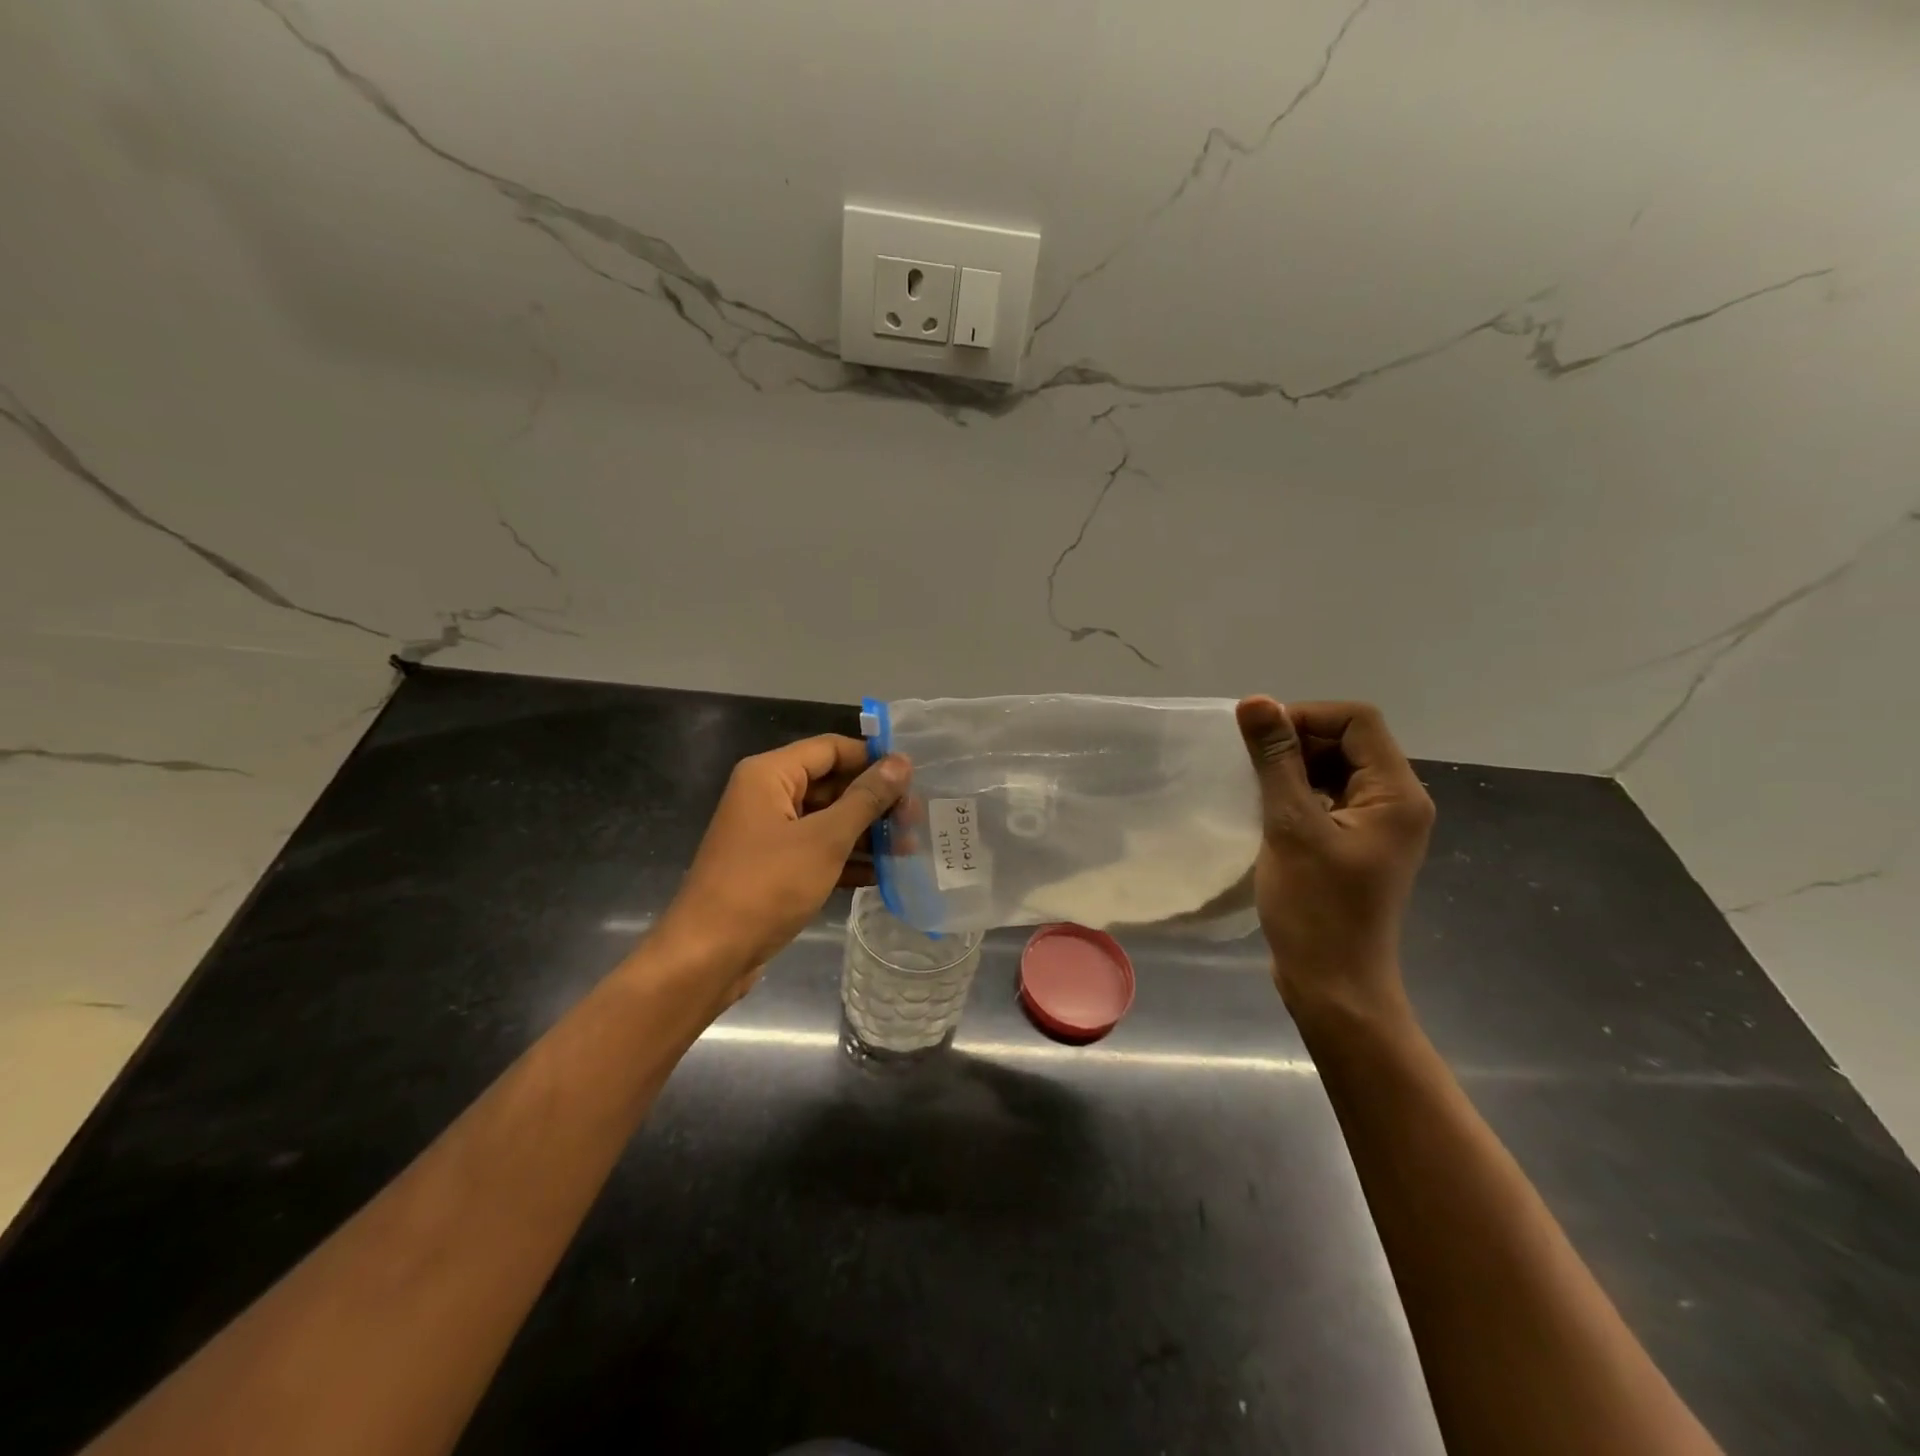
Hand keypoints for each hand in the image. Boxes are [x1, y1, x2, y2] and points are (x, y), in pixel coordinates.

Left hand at [646, 735, 908, 1008]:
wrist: (709, 956)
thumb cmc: (766, 886)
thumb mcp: (825, 839)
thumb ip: (866, 799)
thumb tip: (901, 762)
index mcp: (770, 775)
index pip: (831, 749)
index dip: (872, 758)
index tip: (915, 776)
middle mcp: (767, 796)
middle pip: (831, 784)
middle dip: (874, 801)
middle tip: (917, 819)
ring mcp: (770, 834)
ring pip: (828, 820)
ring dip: (866, 833)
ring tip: (910, 848)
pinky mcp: (774, 868)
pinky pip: (818, 851)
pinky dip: (847, 859)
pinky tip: (884, 874)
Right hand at [1235, 698, 1433, 1020]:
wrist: (1333, 985)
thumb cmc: (1316, 908)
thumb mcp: (1290, 826)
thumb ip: (1275, 760)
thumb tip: (1256, 702)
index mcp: (1396, 794)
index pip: (1357, 720)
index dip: (1305, 717)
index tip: (1259, 740)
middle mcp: (1396, 802)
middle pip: (1348, 741)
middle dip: (1297, 742)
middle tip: (1251, 767)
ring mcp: (1376, 825)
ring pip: (1335, 768)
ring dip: (1293, 768)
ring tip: (1254, 788)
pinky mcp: (1354, 843)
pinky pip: (1327, 797)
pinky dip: (1296, 792)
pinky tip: (1266, 810)